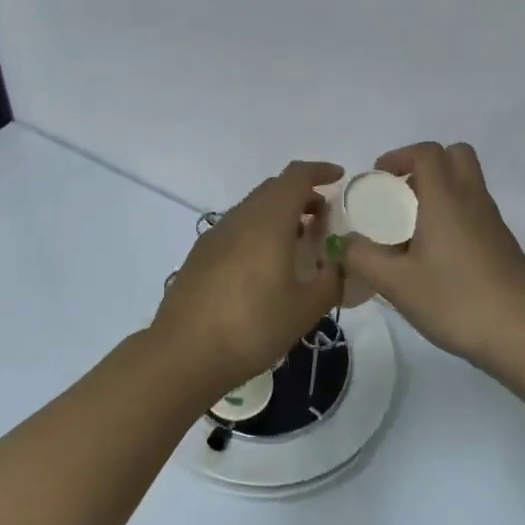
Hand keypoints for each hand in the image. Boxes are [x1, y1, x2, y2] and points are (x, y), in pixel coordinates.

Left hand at [152, 161, 344, 400]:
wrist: (184, 352)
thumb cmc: (252, 325)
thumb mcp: (306, 308)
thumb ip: (331, 280)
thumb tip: (341, 265)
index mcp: (268, 220)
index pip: (296, 177)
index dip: (319, 171)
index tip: (339, 177)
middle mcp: (239, 218)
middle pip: (273, 190)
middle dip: (302, 196)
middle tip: (325, 220)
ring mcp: (215, 235)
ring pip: (253, 210)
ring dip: (279, 216)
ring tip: (300, 246)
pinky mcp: (200, 255)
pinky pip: (237, 230)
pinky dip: (259, 233)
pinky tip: (266, 267)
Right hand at [338, 143, 524, 376]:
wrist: (524, 335)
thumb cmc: (456, 300)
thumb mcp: (396, 283)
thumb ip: (362, 258)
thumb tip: (343, 242)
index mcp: (446, 198)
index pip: (427, 152)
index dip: (399, 156)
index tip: (377, 180)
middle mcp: (472, 200)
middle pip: (455, 156)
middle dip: (423, 166)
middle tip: (399, 195)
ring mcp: (492, 222)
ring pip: (466, 184)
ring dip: (437, 192)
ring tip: (409, 230)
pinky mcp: (503, 245)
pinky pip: (473, 211)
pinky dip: (452, 216)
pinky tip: (434, 257)